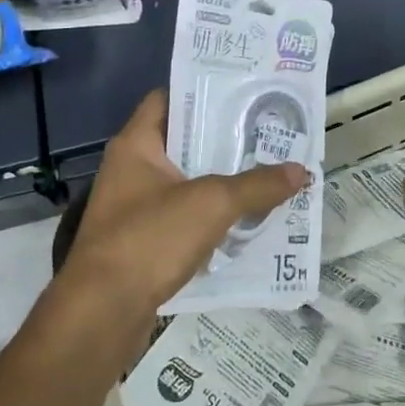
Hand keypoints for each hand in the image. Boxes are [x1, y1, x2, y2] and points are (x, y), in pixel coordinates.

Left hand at [59, 90, 308, 315]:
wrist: (103, 314)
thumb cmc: (150, 239)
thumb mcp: (212, 203)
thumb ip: (258, 184)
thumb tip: (301, 171)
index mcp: (137, 145)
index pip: (168, 98)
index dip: (204, 91)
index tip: (244, 91)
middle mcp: (132, 170)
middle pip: (184, 142)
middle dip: (226, 139)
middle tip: (269, 133)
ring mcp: (136, 208)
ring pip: (189, 183)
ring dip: (225, 181)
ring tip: (269, 172)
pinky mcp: (145, 242)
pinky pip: (187, 218)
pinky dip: (215, 217)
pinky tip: (249, 219)